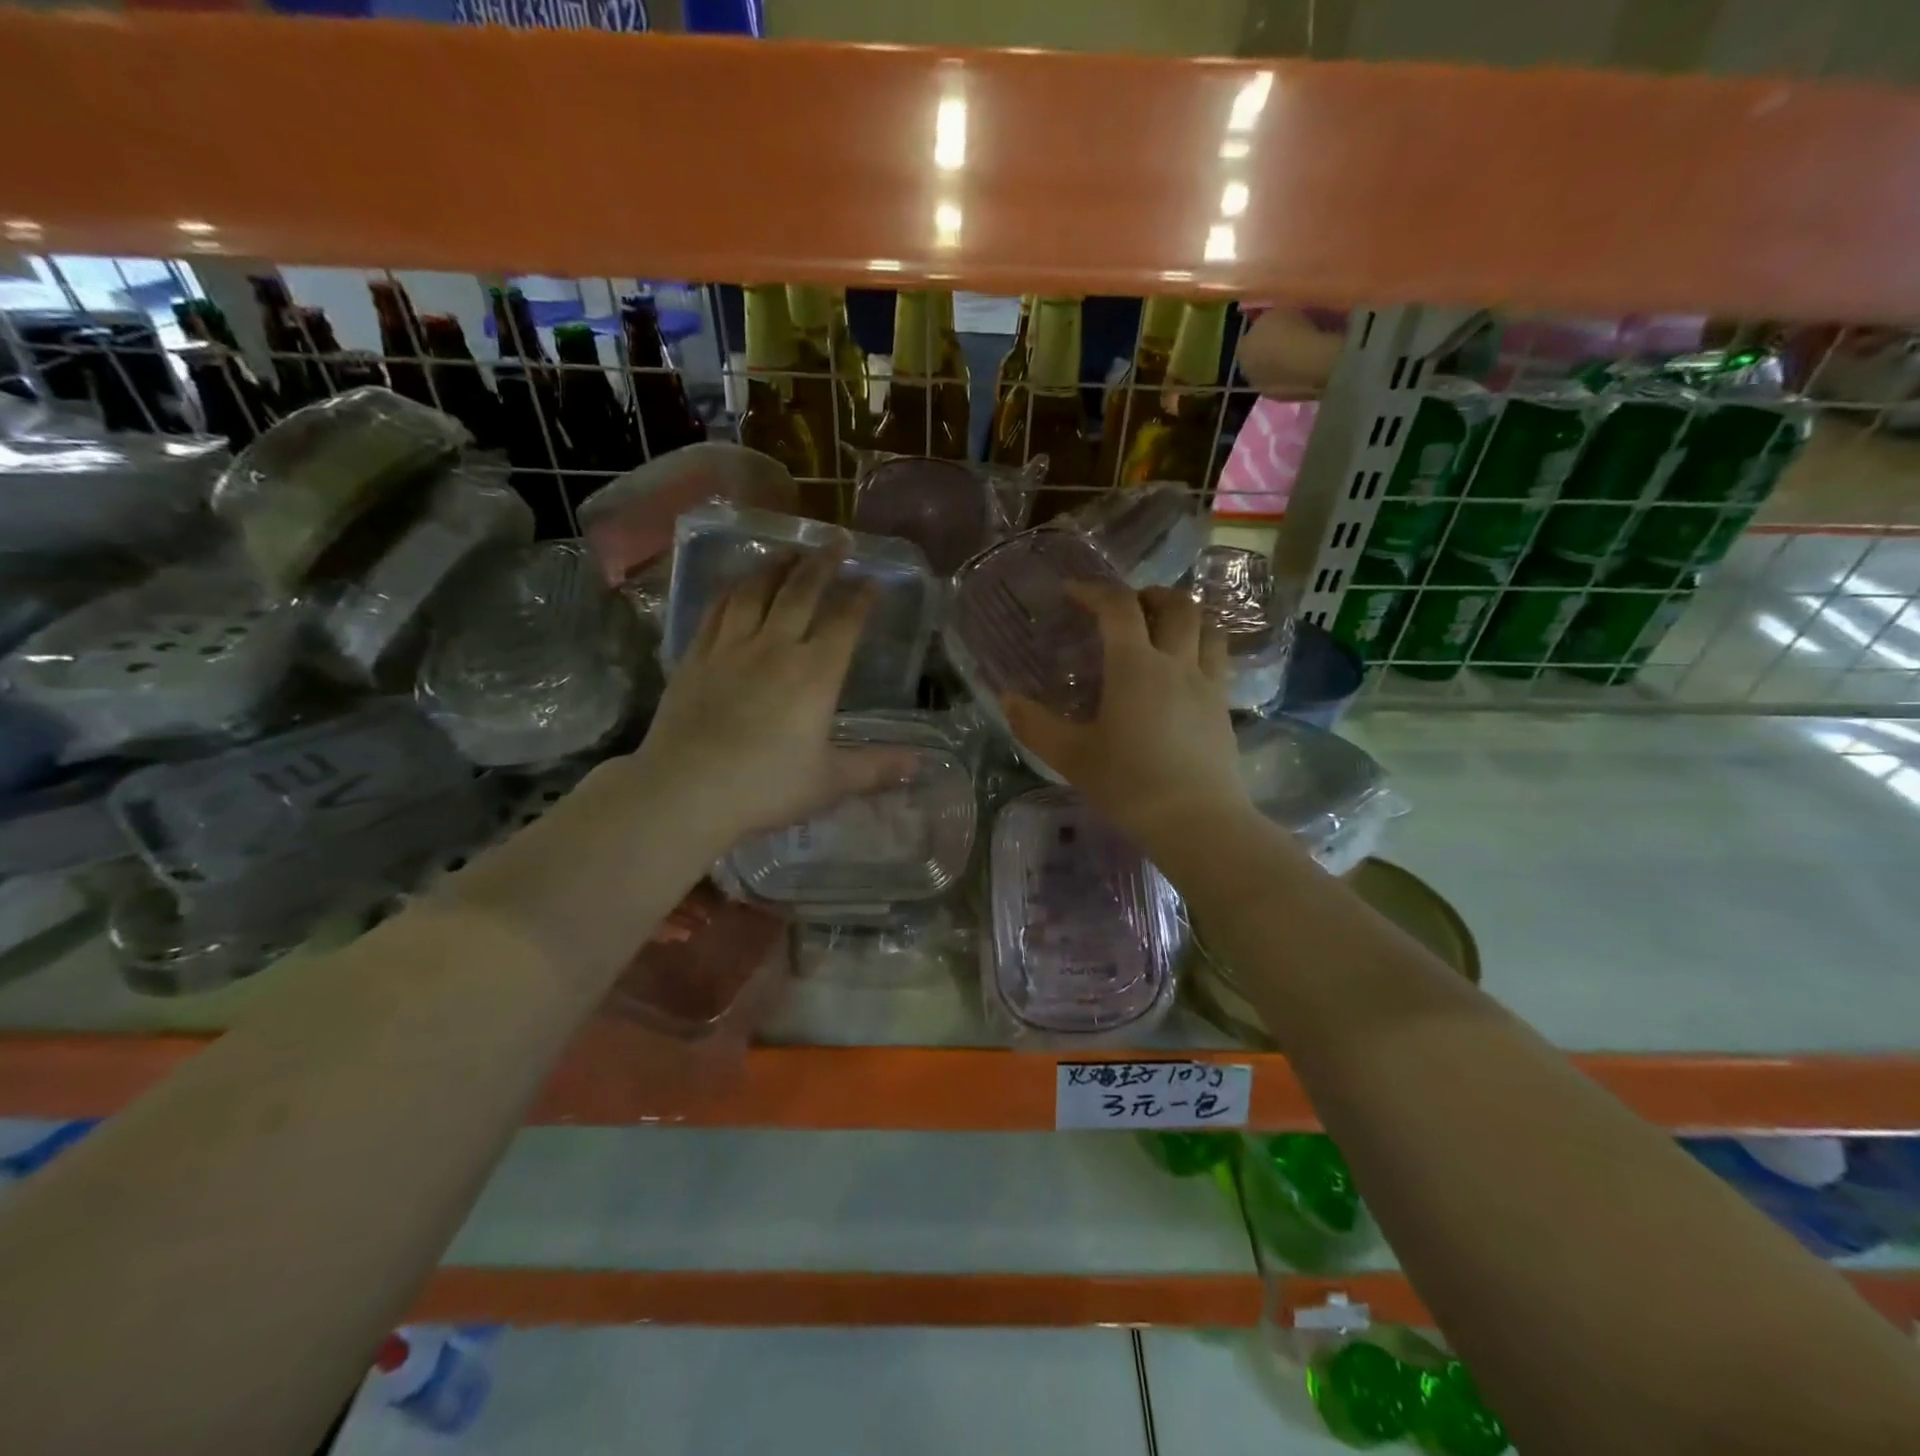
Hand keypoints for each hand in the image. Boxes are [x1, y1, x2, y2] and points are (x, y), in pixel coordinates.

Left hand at [631, 552, 911, 852]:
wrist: (686, 791)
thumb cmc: (766, 787)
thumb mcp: (830, 782)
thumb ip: (876, 768)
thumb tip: (920, 764)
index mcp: (815, 674)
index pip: (845, 623)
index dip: (861, 599)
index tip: (873, 581)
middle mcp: (775, 648)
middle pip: (801, 592)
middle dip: (823, 564)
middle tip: (837, 542)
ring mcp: (731, 648)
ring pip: (756, 592)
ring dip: (777, 567)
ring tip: (790, 552)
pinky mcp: (695, 657)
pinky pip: (716, 610)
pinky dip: (733, 590)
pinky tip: (738, 585)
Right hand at [1002, 583, 1254, 854]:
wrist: (1197, 822)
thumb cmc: (1129, 785)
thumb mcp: (1072, 757)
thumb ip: (1035, 725)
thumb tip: (1007, 698)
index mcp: (1135, 666)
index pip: (1118, 607)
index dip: (1094, 591)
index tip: (1072, 592)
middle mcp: (1176, 663)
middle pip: (1176, 605)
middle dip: (1149, 594)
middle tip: (1127, 606)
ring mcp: (1207, 684)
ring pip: (1207, 627)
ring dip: (1184, 616)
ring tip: (1162, 629)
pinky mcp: (1224, 708)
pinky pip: (1218, 659)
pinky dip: (1201, 646)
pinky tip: (1184, 671)